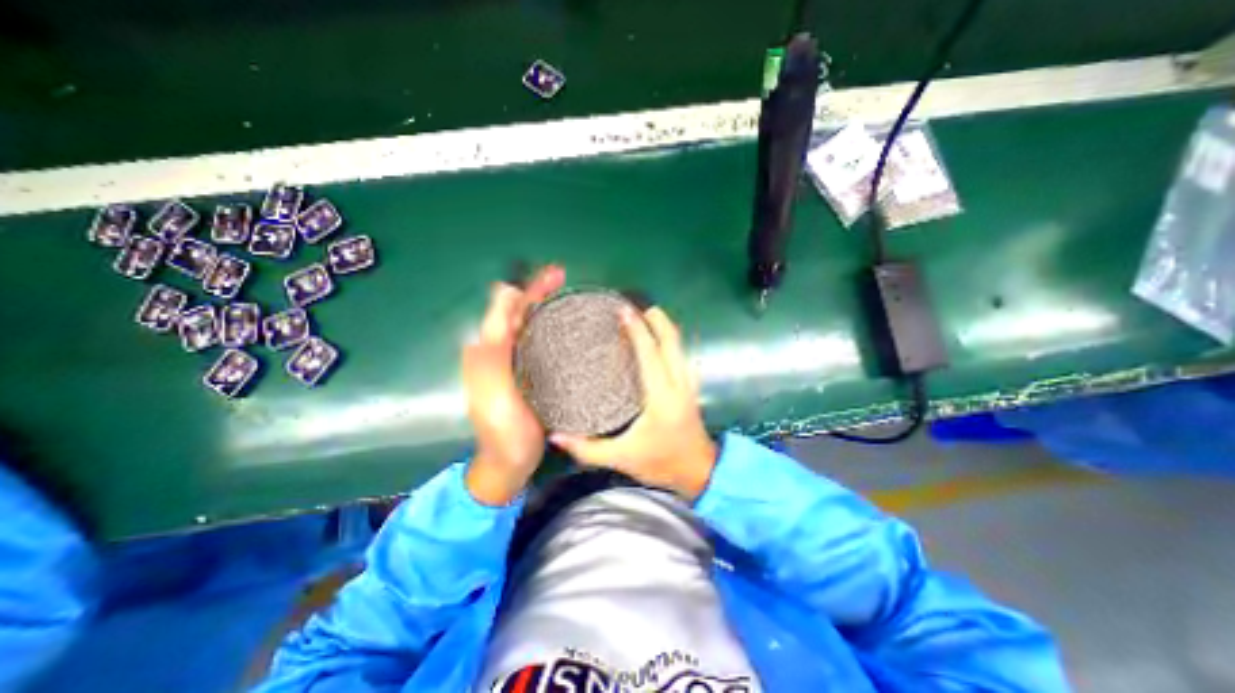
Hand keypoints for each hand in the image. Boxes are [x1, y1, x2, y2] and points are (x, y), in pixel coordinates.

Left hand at [462, 266, 563, 502]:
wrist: (510, 463)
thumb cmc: (504, 429)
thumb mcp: (494, 389)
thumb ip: (494, 345)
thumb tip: (505, 294)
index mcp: (488, 349)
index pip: (509, 308)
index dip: (531, 288)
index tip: (557, 275)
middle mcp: (498, 350)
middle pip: (519, 312)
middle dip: (539, 292)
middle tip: (565, 277)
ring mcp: (514, 362)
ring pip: (529, 325)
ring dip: (545, 306)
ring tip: (567, 295)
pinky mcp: (528, 374)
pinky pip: (538, 342)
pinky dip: (550, 327)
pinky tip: (566, 326)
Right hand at [549, 307, 715, 499]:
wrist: (698, 471)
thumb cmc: (660, 463)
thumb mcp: (622, 458)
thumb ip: (587, 448)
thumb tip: (556, 436)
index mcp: (661, 397)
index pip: (650, 354)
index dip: (637, 330)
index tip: (623, 311)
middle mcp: (679, 384)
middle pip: (671, 340)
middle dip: (655, 319)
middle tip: (633, 307)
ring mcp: (689, 382)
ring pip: (680, 344)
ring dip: (664, 326)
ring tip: (644, 316)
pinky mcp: (691, 385)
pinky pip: (681, 352)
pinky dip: (669, 339)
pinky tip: (657, 337)